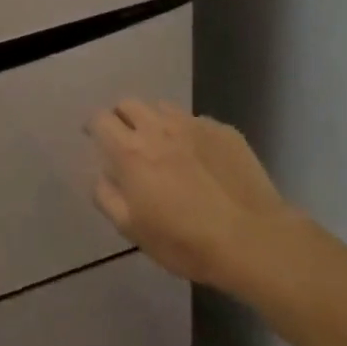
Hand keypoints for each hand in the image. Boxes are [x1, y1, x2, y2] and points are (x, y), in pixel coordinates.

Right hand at [87, 100, 296, 292]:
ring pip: (163, 107)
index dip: (94, 126)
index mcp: (130, 151)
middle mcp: (158, 128)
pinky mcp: (224, 131)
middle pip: (129, 104)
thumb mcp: (132, 230)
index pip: (100, 119)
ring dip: (154, 120)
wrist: (253, 239)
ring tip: (163, 144)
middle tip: (127, 140)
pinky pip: (196, 121)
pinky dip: (188, 133)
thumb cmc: (184, 241)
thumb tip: (100, 176)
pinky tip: (200, 158)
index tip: (95, 137)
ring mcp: (193, 125)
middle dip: (121, 117)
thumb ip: (107, 197)